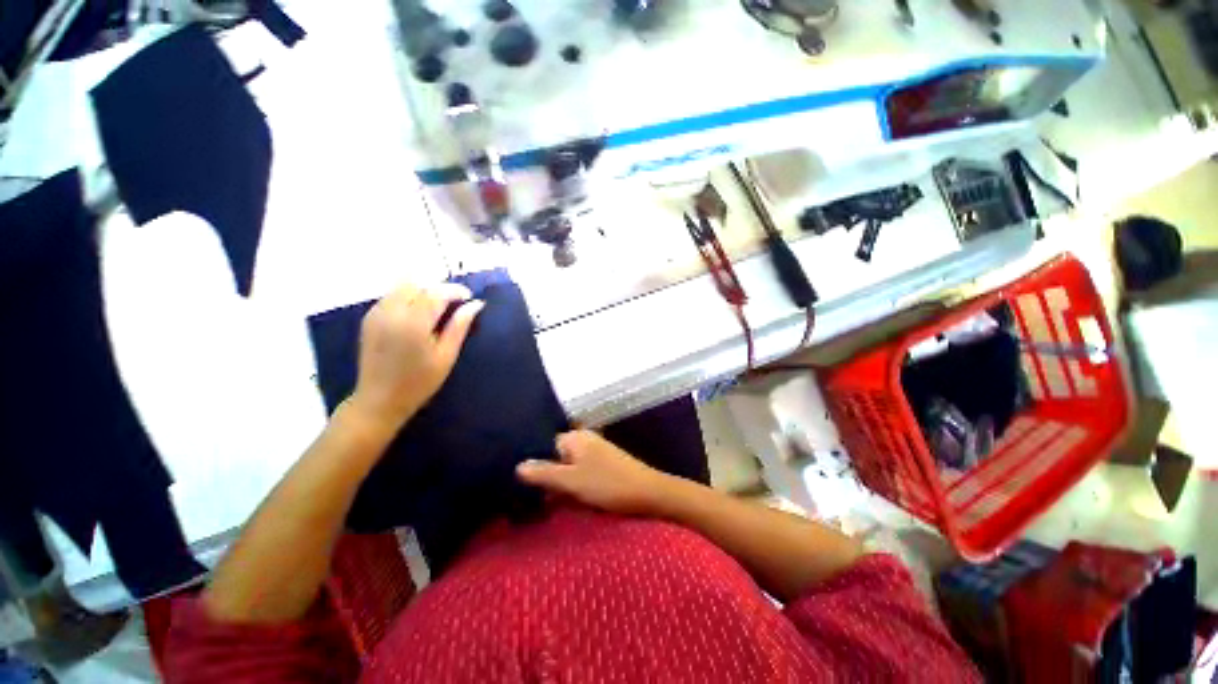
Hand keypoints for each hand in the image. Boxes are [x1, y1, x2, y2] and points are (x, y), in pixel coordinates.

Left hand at [344, 282, 482, 434]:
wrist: (379, 400)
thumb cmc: (419, 382)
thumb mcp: (446, 356)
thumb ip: (460, 326)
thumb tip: (476, 304)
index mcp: (413, 323)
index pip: (436, 292)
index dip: (455, 290)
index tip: (469, 297)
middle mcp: (392, 312)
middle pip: (417, 284)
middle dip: (438, 288)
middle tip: (454, 302)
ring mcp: (377, 314)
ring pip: (402, 286)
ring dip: (422, 290)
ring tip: (437, 306)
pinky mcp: (369, 318)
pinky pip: (391, 296)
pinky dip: (407, 296)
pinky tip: (417, 313)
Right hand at [516, 430, 673, 515]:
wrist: (648, 492)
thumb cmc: (607, 484)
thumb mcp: (572, 481)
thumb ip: (544, 473)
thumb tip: (518, 466)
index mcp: (575, 438)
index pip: (545, 445)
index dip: (534, 463)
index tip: (521, 483)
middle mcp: (584, 440)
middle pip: (556, 456)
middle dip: (546, 475)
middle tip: (532, 497)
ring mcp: (595, 452)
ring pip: (568, 466)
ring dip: (559, 482)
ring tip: (546, 502)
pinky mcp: (603, 464)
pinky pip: (580, 472)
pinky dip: (572, 484)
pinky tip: (568, 499)